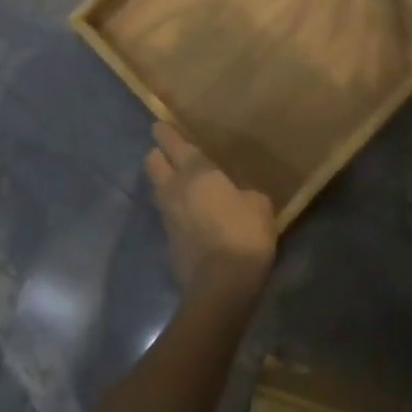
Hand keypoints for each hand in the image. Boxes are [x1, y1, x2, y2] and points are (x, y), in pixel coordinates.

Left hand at [143, 122, 274, 297]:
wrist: (221, 286)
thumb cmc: (243, 234)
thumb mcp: (259, 205)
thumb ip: (245, 193)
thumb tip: (240, 196)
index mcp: (196, 171)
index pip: (172, 142)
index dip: (165, 132)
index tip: (160, 125)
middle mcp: (174, 188)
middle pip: (152, 161)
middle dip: (158, 154)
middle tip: (171, 155)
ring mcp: (166, 216)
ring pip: (157, 189)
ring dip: (165, 184)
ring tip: (182, 186)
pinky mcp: (167, 241)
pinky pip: (167, 216)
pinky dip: (175, 213)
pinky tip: (191, 218)